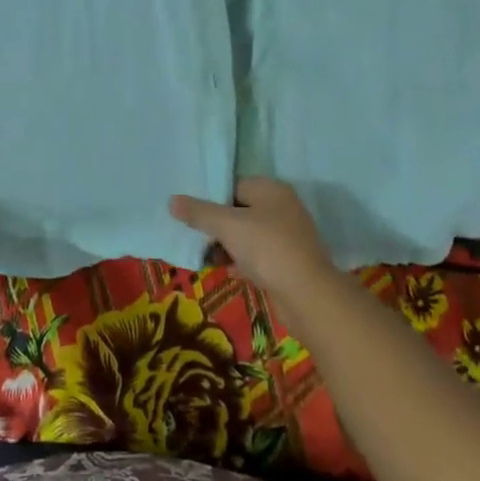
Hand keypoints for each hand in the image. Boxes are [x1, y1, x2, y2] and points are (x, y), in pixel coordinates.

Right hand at [170, 178, 337, 298]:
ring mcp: (287, 235)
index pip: (234, 185)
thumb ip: (199, 212)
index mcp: (271, 189)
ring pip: (247, 234)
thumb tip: (172, 200)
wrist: (307, 295)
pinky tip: (226, 270)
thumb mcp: (227, 226)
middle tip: (194, 235)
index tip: (190, 212)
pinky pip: (257, 254)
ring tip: (206, 256)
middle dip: (216, 225)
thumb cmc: (267, 248)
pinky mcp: (287, 261)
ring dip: (226, 245)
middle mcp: (282, 207)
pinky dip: (241, 260)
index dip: (211, 198)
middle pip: (239, 210)